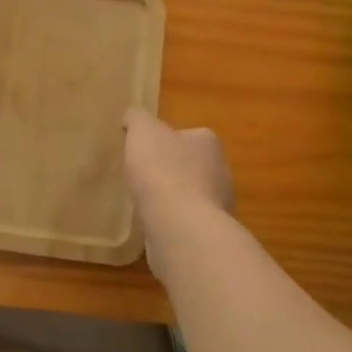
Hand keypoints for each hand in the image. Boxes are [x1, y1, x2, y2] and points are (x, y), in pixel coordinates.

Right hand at [123, 108, 233, 253]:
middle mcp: (220, 172)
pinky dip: (171, 220)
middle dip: (171, 169)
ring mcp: (218, 206)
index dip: (167, 140)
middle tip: (143, 174)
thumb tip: (132, 117)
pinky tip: (152, 222)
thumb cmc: (162, 171)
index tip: (147, 148)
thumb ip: (137, 119)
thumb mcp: (142, 131)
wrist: (180, 227)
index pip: (190, 135)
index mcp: (208, 144)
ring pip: (191, 195)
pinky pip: (186, 221)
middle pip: (192, 165)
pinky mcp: (207, 233)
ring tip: (144, 200)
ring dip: (172, 197)